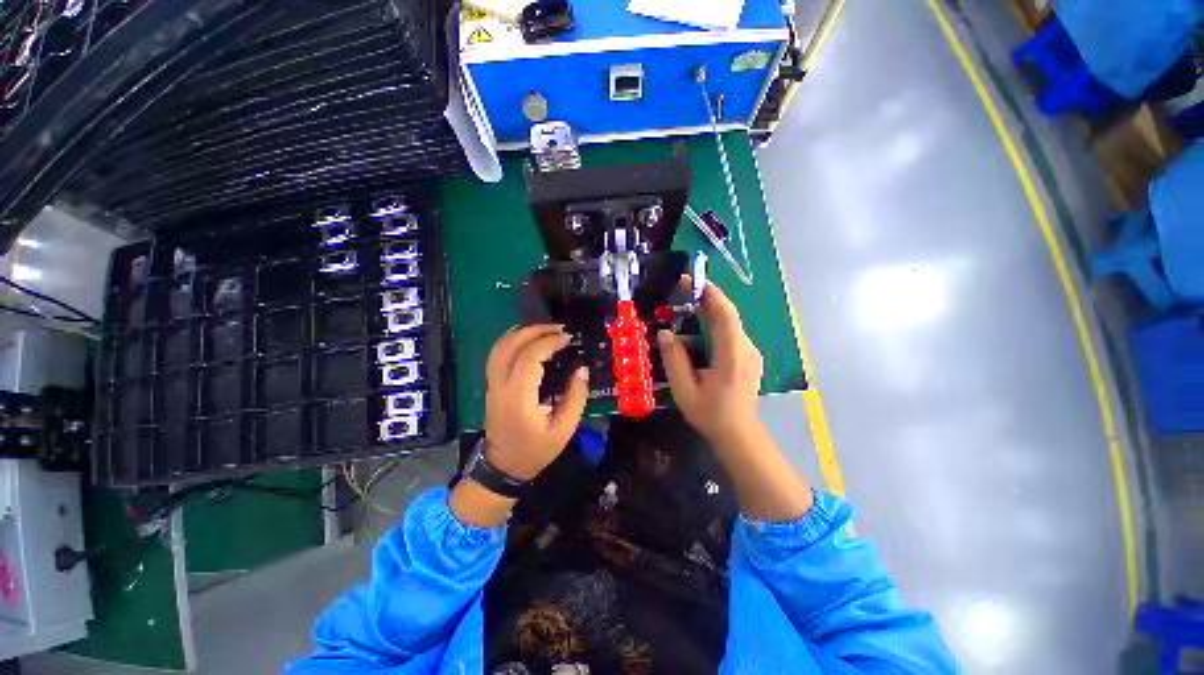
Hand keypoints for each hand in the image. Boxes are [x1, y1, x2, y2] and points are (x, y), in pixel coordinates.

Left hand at [484, 324, 588, 480]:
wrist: (503, 468)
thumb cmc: (535, 451)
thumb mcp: (564, 429)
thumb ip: (575, 397)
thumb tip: (582, 368)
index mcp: (518, 398)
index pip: (529, 358)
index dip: (549, 342)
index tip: (568, 338)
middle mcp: (500, 386)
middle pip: (510, 346)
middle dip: (534, 331)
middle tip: (558, 328)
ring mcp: (492, 385)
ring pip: (499, 348)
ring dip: (521, 333)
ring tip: (544, 329)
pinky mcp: (492, 386)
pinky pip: (497, 355)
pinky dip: (511, 341)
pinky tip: (527, 339)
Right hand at [657, 280, 762, 445]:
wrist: (738, 433)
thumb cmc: (710, 413)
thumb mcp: (684, 390)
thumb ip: (675, 360)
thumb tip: (665, 332)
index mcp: (731, 356)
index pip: (725, 315)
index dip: (710, 294)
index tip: (691, 280)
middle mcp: (746, 349)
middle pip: (729, 314)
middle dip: (708, 296)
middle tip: (684, 286)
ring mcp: (750, 352)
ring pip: (732, 321)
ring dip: (711, 307)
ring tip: (689, 299)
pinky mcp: (749, 355)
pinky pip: (732, 331)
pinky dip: (716, 320)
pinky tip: (701, 321)